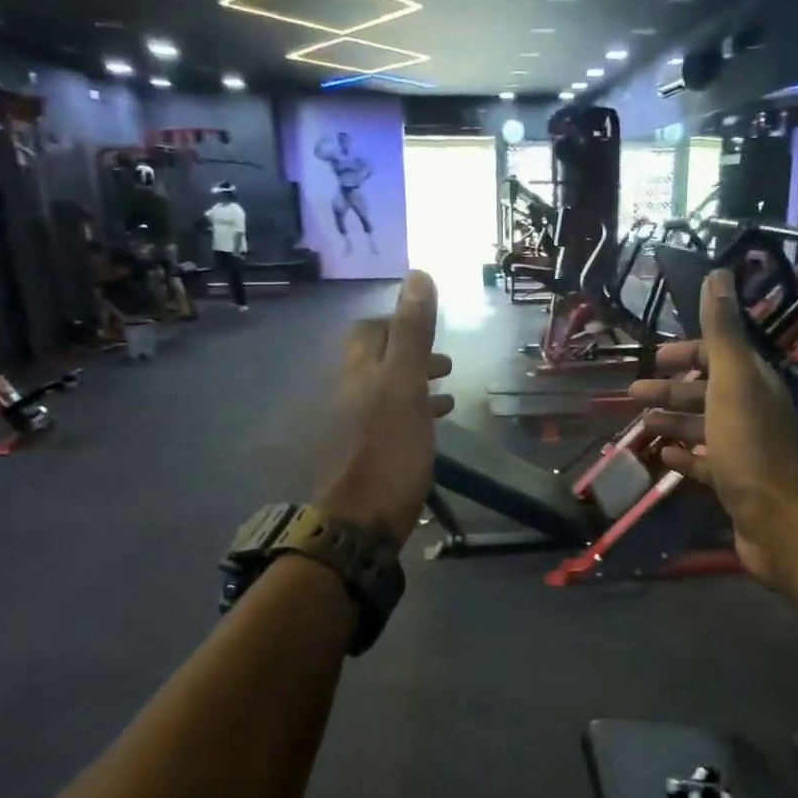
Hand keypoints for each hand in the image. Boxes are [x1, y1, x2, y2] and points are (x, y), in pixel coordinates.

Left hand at [316, 271, 454, 546]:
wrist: (359, 522)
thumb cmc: (387, 452)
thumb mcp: (405, 387)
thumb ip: (412, 334)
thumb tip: (418, 275)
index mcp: (357, 372)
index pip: (368, 331)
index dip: (395, 324)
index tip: (426, 328)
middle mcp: (349, 394)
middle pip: (376, 363)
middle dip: (410, 356)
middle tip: (445, 363)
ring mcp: (354, 427)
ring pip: (386, 394)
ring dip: (415, 386)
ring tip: (448, 392)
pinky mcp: (365, 456)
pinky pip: (389, 423)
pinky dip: (412, 415)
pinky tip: (432, 428)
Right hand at [628, 269, 797, 587]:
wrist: (777, 520)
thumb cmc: (749, 447)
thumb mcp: (732, 382)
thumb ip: (722, 331)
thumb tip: (719, 274)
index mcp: (753, 383)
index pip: (721, 355)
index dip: (689, 352)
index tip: (656, 357)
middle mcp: (752, 411)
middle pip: (708, 391)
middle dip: (671, 389)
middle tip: (633, 394)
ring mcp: (744, 449)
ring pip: (703, 426)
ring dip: (673, 421)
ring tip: (640, 425)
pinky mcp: (735, 482)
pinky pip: (705, 462)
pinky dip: (684, 456)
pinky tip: (663, 457)